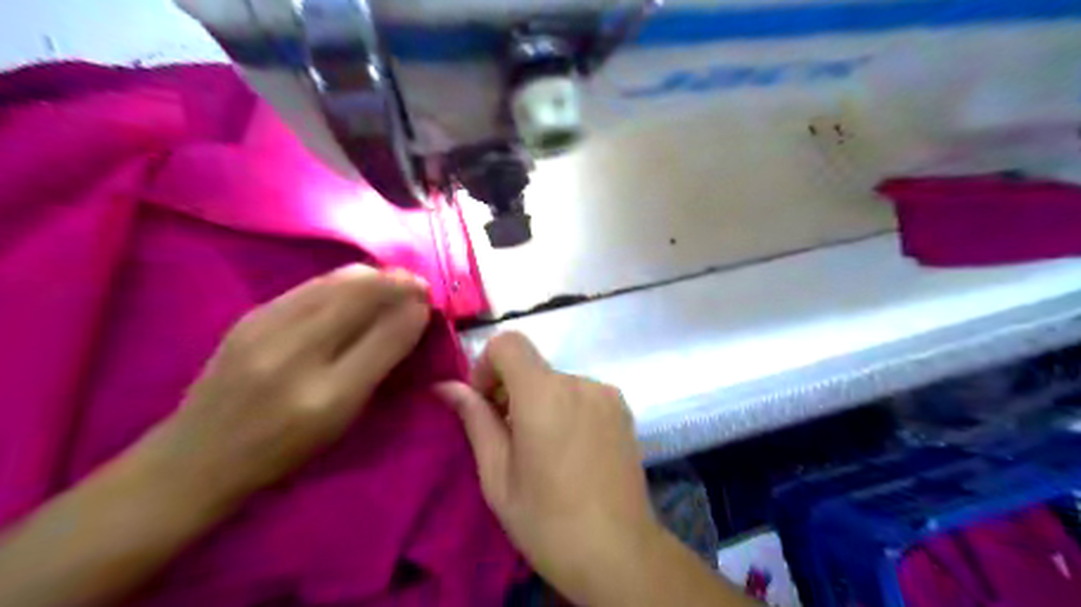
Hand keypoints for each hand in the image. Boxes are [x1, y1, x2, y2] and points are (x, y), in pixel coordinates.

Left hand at [144, 263, 431, 499]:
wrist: (198, 455)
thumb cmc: (284, 449)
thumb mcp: (343, 420)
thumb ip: (379, 366)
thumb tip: (411, 318)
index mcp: (328, 395)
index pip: (385, 336)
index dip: (413, 312)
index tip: (430, 302)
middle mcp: (298, 355)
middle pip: (360, 296)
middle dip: (397, 283)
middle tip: (418, 285)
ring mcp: (267, 329)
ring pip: (335, 282)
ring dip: (373, 276)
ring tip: (393, 280)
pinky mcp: (250, 316)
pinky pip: (311, 285)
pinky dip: (343, 280)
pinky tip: (355, 285)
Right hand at [436, 333, 658, 605]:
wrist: (619, 552)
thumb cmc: (547, 519)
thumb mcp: (497, 475)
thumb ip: (474, 419)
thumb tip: (446, 387)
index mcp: (544, 393)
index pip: (509, 342)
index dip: (487, 365)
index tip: (486, 404)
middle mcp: (579, 381)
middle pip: (533, 366)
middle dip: (511, 390)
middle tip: (508, 438)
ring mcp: (607, 393)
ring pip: (557, 381)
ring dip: (540, 402)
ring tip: (543, 450)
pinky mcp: (624, 408)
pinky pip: (582, 394)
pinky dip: (565, 408)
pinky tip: (570, 450)